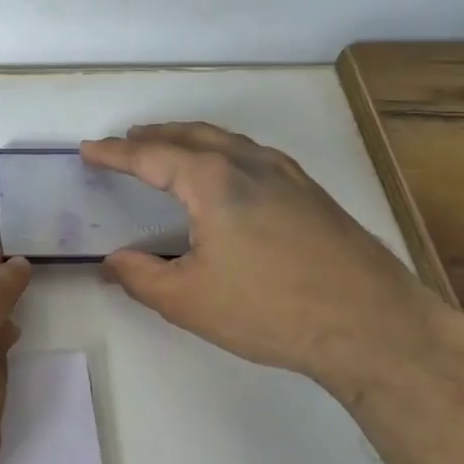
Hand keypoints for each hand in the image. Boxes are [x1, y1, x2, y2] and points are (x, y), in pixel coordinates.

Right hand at [81, 123, 460, 395]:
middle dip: (154, 136)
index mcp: (214, 181)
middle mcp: (250, 164)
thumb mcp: (188, 300)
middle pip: (192, 136)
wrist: (373, 327)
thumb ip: (139, 277)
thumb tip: (112, 262)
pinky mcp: (312, 193)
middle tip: (126, 141)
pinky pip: (253, 156)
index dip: (115, 154)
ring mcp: (288, 175)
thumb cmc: (270, 310)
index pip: (151, 156)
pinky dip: (224, 152)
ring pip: (227, 141)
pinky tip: (226, 174)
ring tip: (169, 148)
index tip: (89, 150)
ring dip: (190, 139)